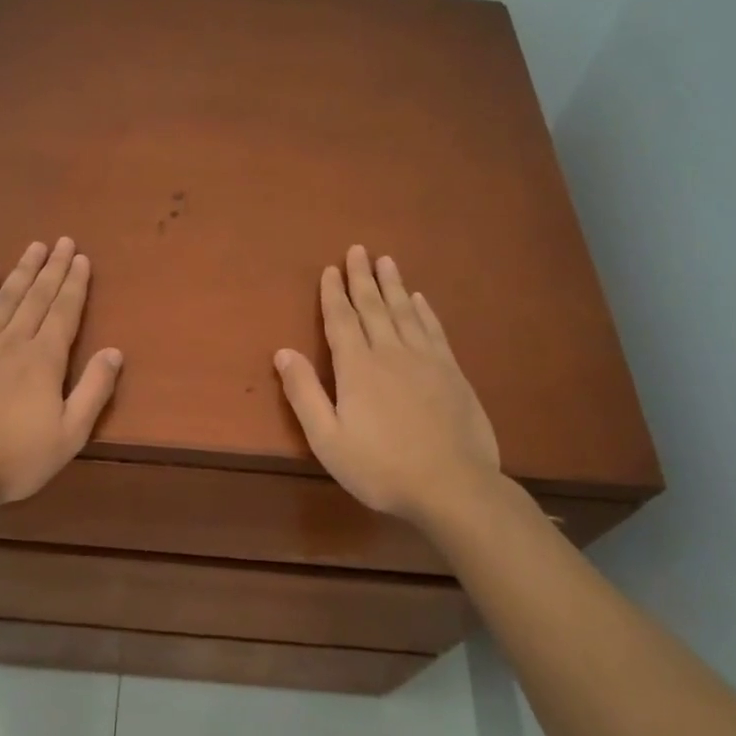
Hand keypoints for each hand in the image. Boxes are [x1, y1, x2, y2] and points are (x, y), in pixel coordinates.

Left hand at [0, 238, 122, 507]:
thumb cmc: (14, 458)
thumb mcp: (69, 435)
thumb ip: (94, 391)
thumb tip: (114, 352)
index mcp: (45, 359)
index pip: (65, 312)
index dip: (74, 284)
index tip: (81, 258)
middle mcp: (14, 340)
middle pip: (38, 296)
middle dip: (53, 267)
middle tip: (63, 240)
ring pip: (6, 297)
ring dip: (22, 270)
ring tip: (35, 247)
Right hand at [275, 246, 502, 531]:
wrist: (452, 485)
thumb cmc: (380, 467)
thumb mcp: (328, 438)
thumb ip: (304, 393)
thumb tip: (283, 352)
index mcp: (356, 367)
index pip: (341, 320)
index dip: (333, 294)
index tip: (330, 269)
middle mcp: (390, 352)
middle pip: (373, 307)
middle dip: (362, 278)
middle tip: (358, 249)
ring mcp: (425, 359)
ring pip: (404, 311)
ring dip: (393, 285)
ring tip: (385, 261)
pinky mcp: (451, 371)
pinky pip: (433, 330)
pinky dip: (424, 311)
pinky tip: (419, 299)